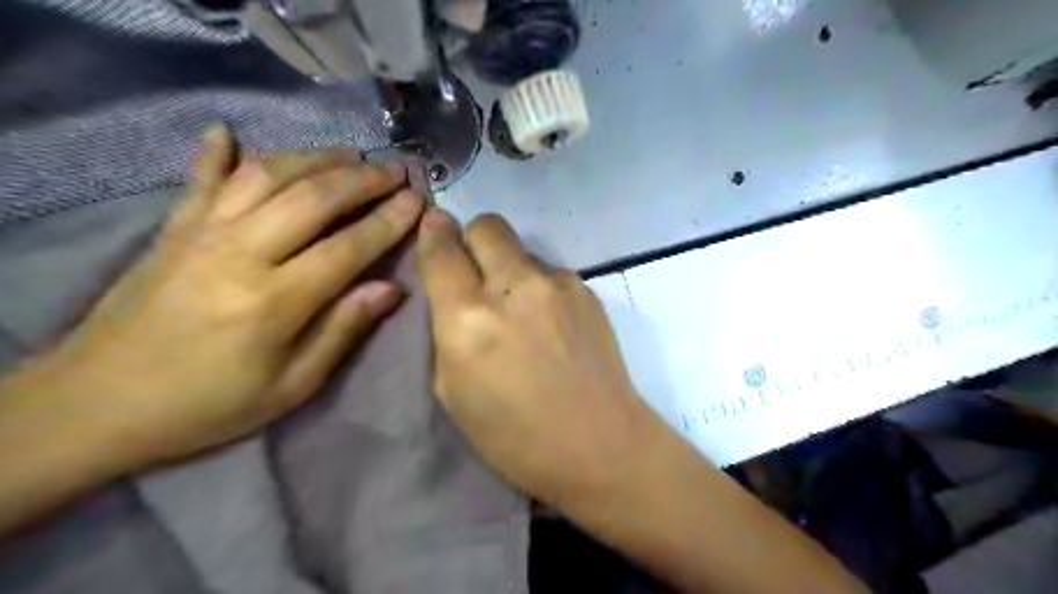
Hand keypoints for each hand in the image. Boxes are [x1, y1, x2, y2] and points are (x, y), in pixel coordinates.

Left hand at [19, 126, 423, 466]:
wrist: (96, 405)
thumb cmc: (209, 404)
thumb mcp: (291, 386)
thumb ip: (343, 330)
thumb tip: (391, 288)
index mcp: (274, 301)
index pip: (348, 247)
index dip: (389, 221)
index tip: (418, 201)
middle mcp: (240, 253)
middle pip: (312, 198)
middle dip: (362, 179)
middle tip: (395, 170)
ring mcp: (201, 233)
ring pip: (266, 175)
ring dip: (315, 158)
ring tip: (350, 154)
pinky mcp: (171, 229)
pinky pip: (199, 179)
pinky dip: (216, 151)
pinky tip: (228, 130)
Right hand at [416, 212, 658, 507]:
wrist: (600, 444)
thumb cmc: (515, 436)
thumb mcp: (453, 391)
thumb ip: (446, 330)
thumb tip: (453, 289)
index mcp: (468, 318)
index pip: (441, 249)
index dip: (433, 234)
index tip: (434, 230)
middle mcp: (513, 287)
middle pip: (487, 226)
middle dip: (472, 240)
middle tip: (476, 273)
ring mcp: (557, 284)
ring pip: (521, 250)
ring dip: (510, 269)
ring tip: (521, 313)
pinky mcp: (586, 290)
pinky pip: (550, 272)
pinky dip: (539, 288)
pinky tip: (551, 325)